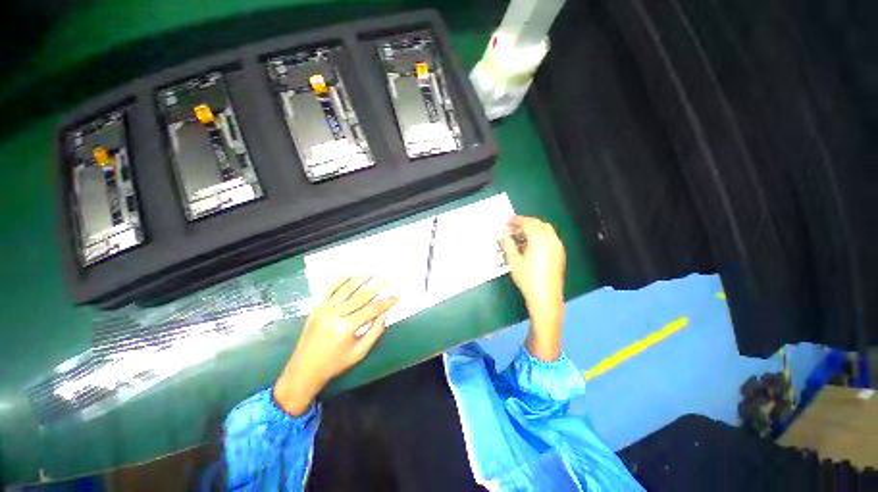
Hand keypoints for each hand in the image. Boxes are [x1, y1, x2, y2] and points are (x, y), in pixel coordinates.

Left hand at [274, 275, 398, 414]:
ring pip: (346, 289)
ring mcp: (324, 309)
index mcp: (347, 327)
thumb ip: (374, 332)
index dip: (387, 302)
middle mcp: (336, 314)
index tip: (398, 296)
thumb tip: (385, 314)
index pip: (373, 309)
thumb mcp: (359, 352)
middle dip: (378, 286)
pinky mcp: (316, 307)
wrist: (303, 370)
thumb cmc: (335, 364)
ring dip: (360, 279)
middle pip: (362, 296)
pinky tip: (349, 274)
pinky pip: (328, 290)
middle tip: (390, 279)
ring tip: (372, 272)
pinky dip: (339, 281)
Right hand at [500, 216, 565, 360]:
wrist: (546, 297)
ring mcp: (557, 246)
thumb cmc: (527, 279)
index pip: (527, 223)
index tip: (506, 221)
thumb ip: (507, 244)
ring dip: (532, 228)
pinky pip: (549, 236)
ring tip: (520, 234)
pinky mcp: (559, 252)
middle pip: (537, 223)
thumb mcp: (513, 261)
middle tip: (511, 227)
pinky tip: (531, 243)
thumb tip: (504, 234)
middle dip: (524, 223)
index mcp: (539, 240)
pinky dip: (539, 234)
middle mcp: (551, 239)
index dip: (516, 220)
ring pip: (544, 229)